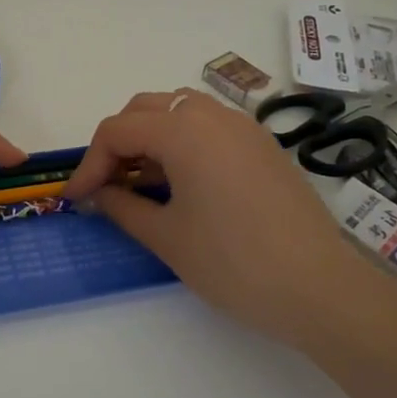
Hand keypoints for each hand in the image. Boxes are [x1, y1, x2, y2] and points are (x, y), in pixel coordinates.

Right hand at [66, 91, 396, 352]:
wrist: (319, 288)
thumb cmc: (233, 263)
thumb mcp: (166, 236)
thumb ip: (122, 206)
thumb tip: (97, 194)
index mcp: (183, 130)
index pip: (117, 131)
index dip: (89, 164)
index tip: (76, 199)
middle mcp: (212, 115)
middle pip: (146, 109)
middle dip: (117, 143)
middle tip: (106, 184)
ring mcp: (243, 127)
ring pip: (179, 111)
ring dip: (150, 137)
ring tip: (141, 182)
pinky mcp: (262, 146)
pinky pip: (209, 127)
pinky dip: (182, 142)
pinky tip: (181, 183)